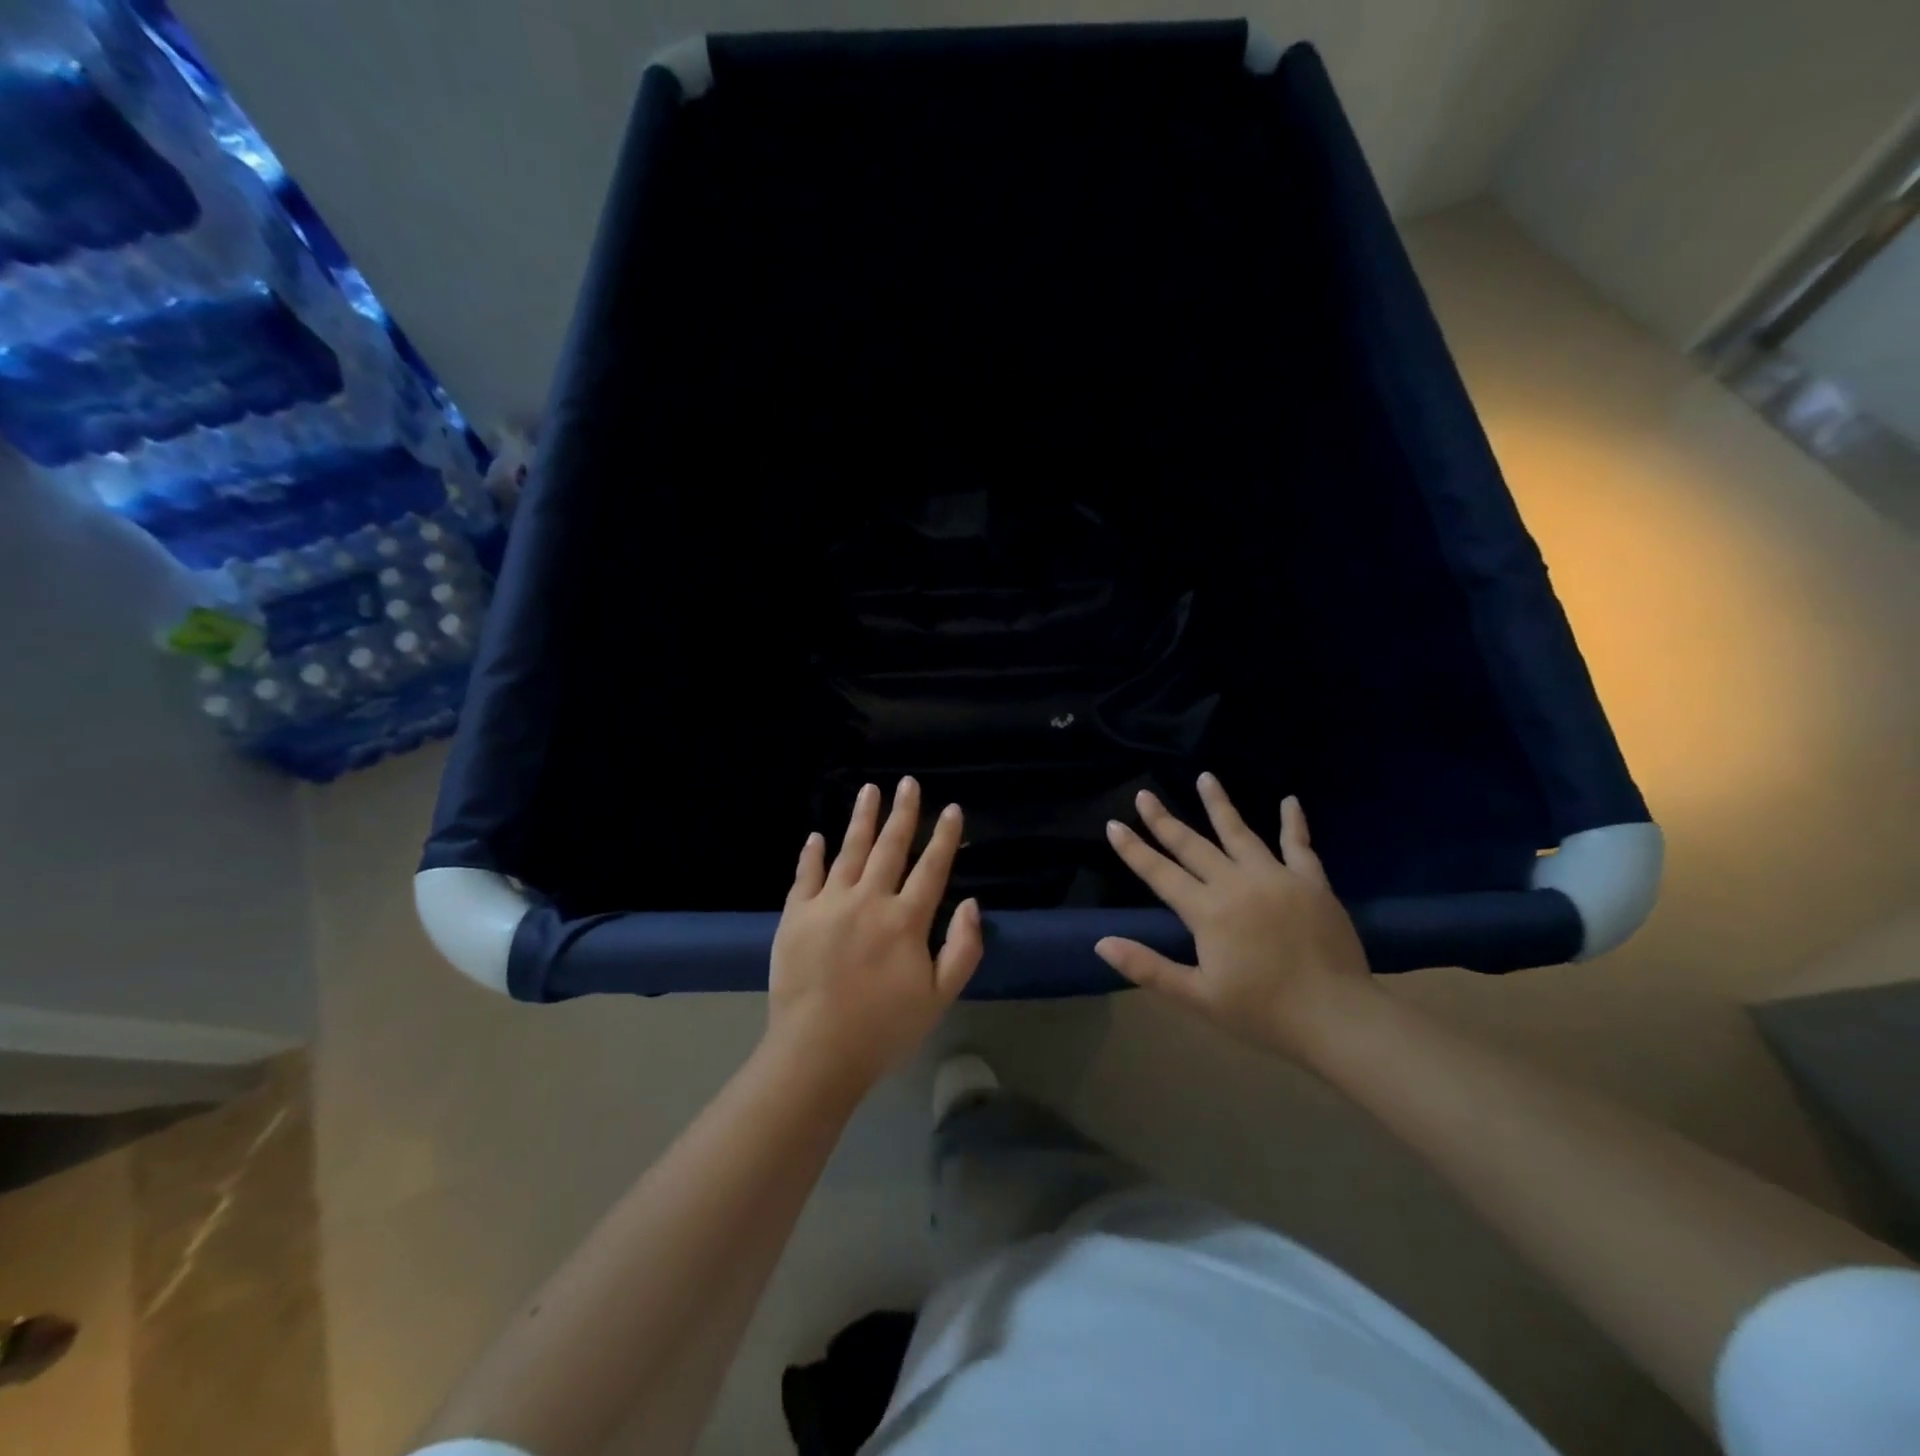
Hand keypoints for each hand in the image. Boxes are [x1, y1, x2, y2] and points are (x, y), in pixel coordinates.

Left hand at [768, 777, 982, 1093]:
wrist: (817, 1051)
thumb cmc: (884, 1028)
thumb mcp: (939, 997)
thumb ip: (962, 949)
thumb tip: (973, 904)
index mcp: (906, 920)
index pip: (931, 868)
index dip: (944, 837)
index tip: (951, 809)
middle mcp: (869, 900)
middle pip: (890, 847)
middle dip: (903, 813)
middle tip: (908, 783)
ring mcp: (829, 903)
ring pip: (849, 850)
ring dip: (861, 819)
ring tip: (869, 790)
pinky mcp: (796, 915)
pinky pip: (805, 875)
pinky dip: (812, 854)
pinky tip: (816, 836)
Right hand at [1095, 775, 1373, 1059]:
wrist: (1337, 1018)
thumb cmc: (1262, 1012)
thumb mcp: (1197, 997)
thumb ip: (1147, 967)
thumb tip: (1101, 943)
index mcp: (1207, 911)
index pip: (1160, 873)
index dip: (1134, 850)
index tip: (1114, 824)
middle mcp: (1236, 883)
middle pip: (1193, 845)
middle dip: (1164, 820)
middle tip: (1145, 794)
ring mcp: (1276, 878)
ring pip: (1240, 833)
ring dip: (1219, 804)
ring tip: (1205, 777)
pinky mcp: (1312, 882)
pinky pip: (1299, 845)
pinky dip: (1293, 822)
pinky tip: (1289, 801)